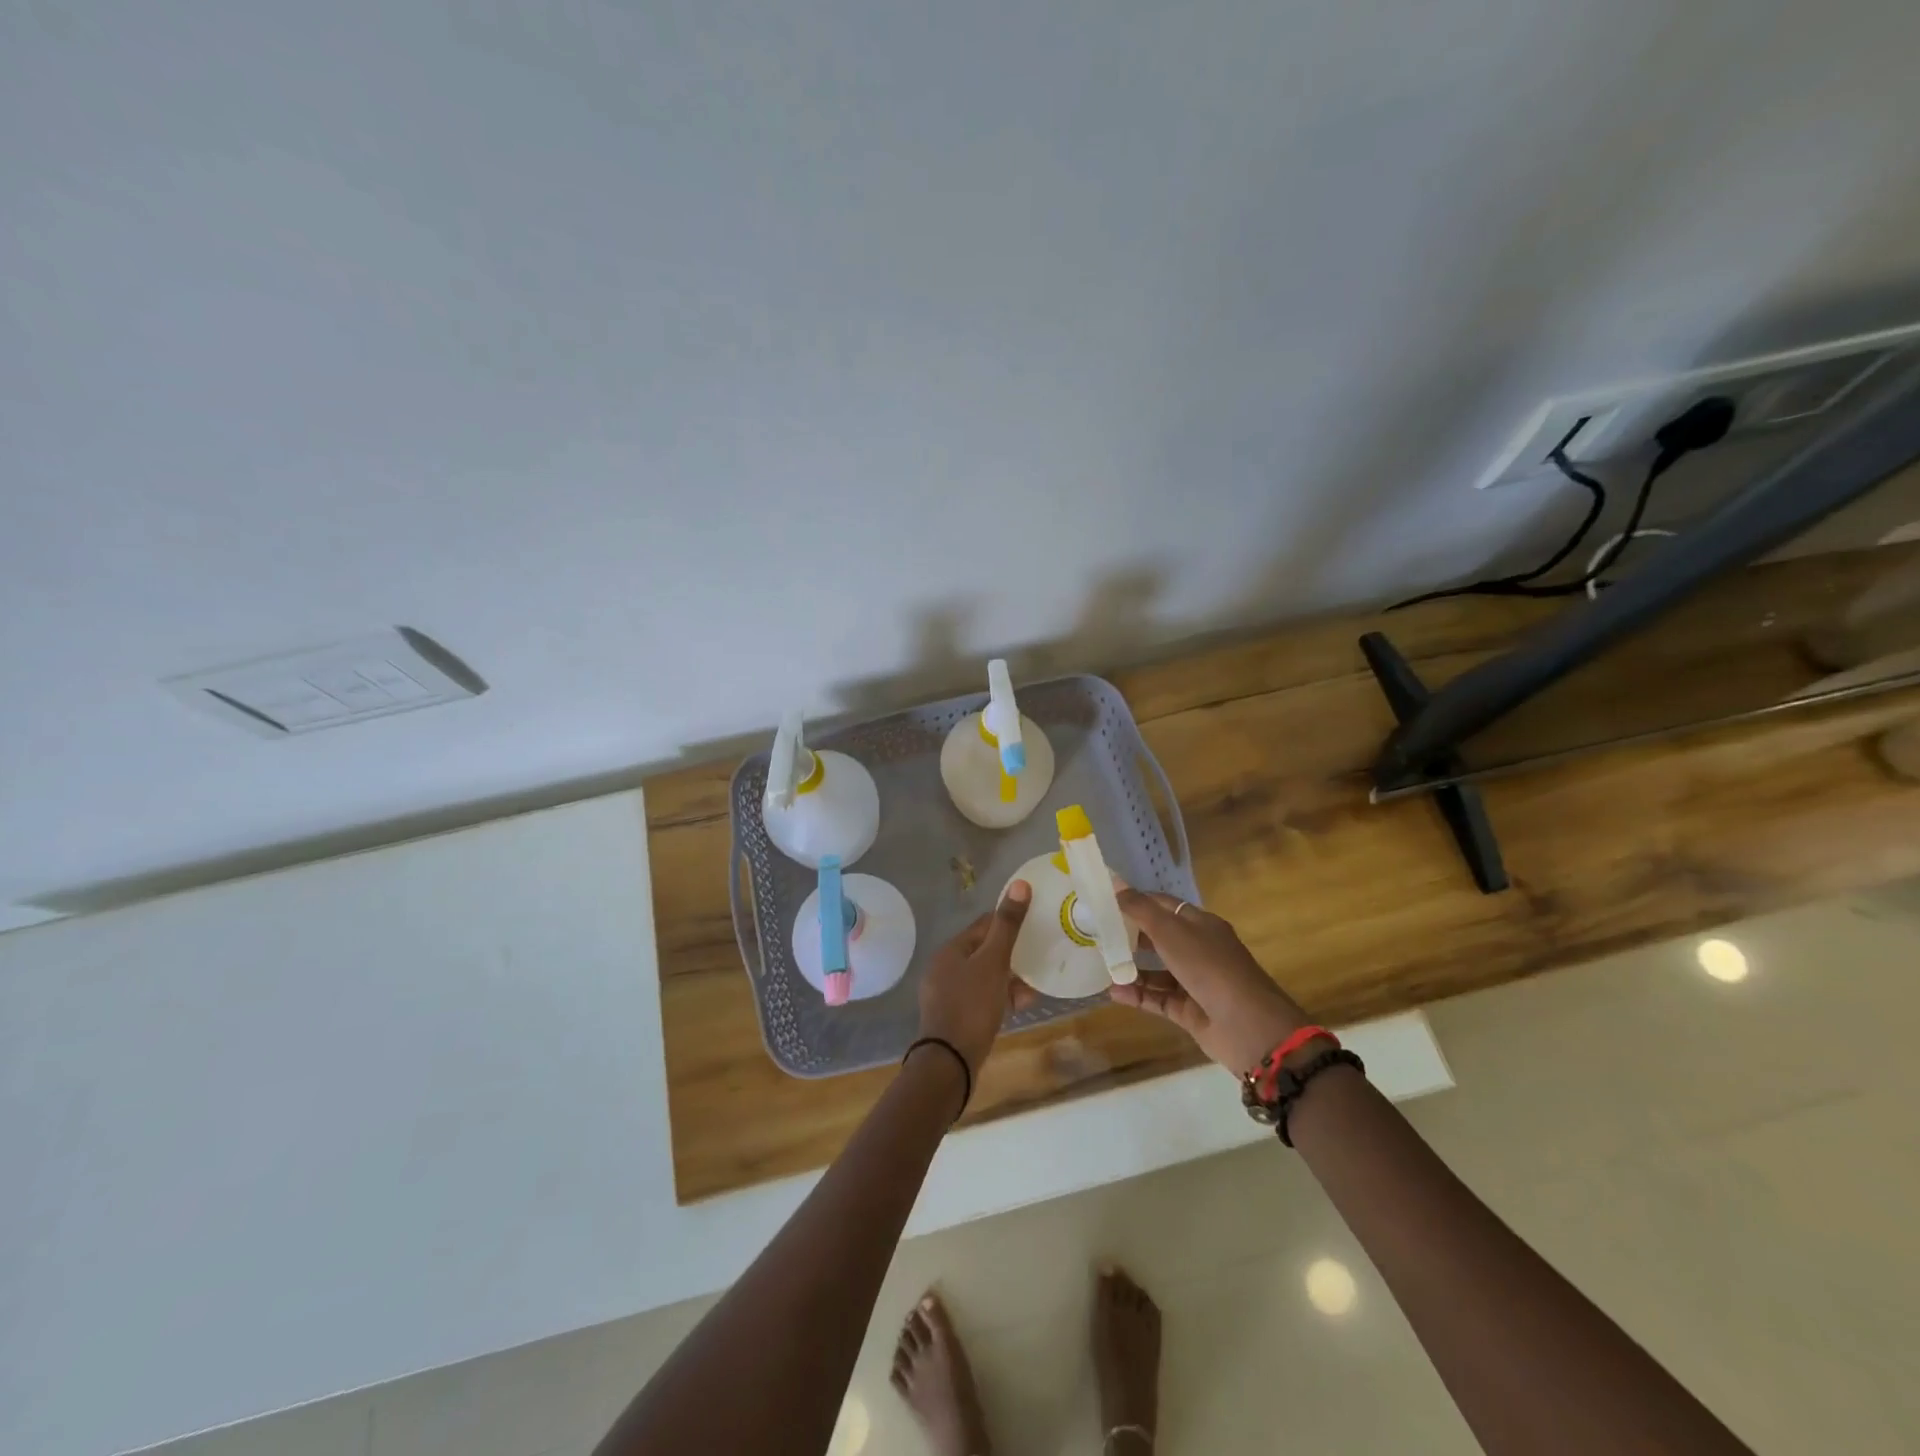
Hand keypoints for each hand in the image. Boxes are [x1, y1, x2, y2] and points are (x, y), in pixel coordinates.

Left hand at [916, 880, 1033, 1079]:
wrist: (949, 1063)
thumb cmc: (972, 1005)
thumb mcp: (994, 962)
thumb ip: (1007, 925)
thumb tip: (1020, 884)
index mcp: (950, 950)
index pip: (983, 925)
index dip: (1009, 923)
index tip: (1035, 926)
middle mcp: (944, 968)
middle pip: (984, 952)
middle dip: (1012, 955)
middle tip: (1040, 957)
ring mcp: (948, 995)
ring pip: (985, 977)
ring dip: (1009, 978)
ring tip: (1035, 984)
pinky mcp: (955, 1018)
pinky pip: (982, 999)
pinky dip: (1001, 998)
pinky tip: (1021, 1005)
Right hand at [1109, 888, 1308, 1075]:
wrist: (1249, 1026)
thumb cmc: (1209, 967)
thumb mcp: (1171, 932)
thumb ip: (1140, 909)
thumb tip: (1114, 883)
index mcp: (1200, 924)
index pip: (1163, 905)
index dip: (1136, 900)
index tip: (1104, 900)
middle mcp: (1198, 949)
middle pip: (1159, 937)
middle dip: (1130, 934)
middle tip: (1097, 933)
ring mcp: (1195, 981)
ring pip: (1157, 971)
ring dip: (1131, 968)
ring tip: (1101, 964)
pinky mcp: (1190, 1011)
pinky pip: (1158, 998)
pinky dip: (1137, 995)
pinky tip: (1112, 992)